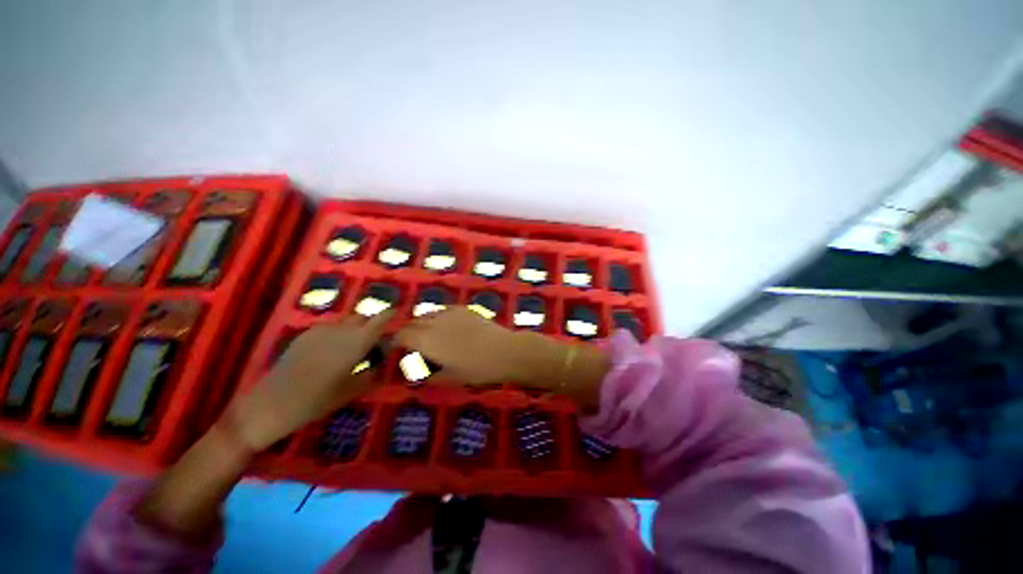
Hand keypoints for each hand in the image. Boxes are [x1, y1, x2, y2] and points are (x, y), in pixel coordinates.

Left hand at [227, 311, 392, 450]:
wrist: (270, 405)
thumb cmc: (316, 401)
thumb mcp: (350, 392)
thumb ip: (369, 375)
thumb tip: (378, 365)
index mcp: (356, 342)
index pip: (380, 320)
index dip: (391, 314)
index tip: (399, 314)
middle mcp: (341, 330)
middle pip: (363, 317)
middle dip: (372, 323)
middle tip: (376, 338)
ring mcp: (321, 330)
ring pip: (346, 321)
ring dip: (354, 328)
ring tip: (354, 345)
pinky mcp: (305, 335)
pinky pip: (329, 327)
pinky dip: (338, 332)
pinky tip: (332, 349)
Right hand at [394, 306, 551, 385]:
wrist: (504, 351)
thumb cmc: (476, 368)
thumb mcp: (450, 378)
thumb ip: (430, 377)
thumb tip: (418, 377)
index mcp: (426, 340)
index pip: (402, 336)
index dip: (396, 341)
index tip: (397, 349)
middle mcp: (434, 322)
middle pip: (413, 322)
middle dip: (408, 332)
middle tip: (413, 344)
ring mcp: (450, 312)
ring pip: (428, 314)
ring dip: (423, 323)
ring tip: (430, 335)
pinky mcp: (464, 309)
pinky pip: (444, 310)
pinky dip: (439, 317)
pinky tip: (448, 326)